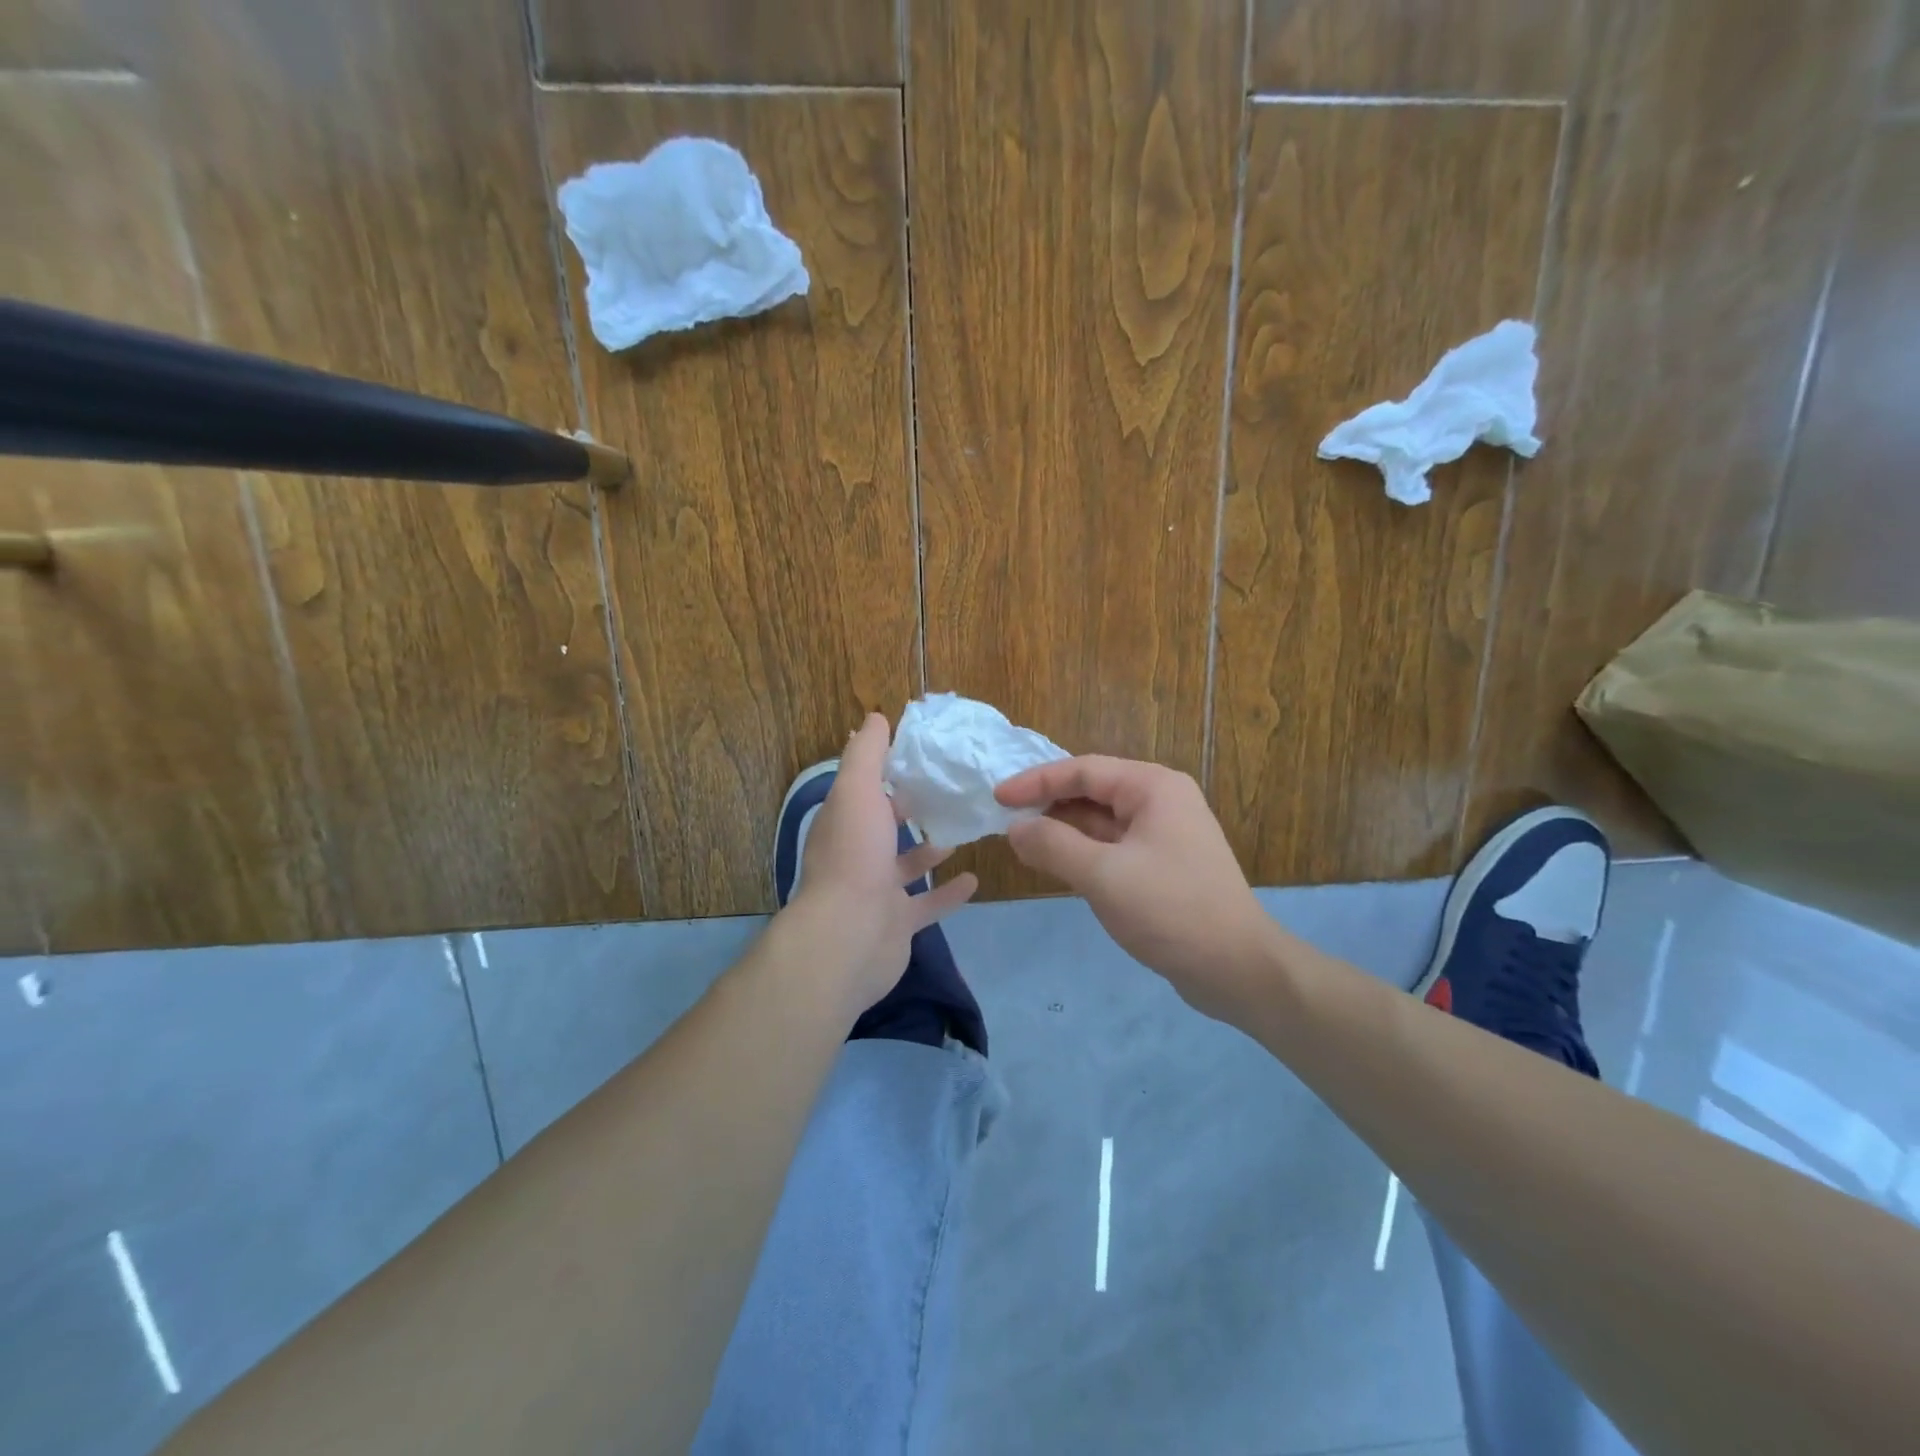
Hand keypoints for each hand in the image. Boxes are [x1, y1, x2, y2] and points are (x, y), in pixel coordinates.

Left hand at [785, 713, 977, 1017]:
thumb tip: (874, 717)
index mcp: (845, 822)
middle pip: (885, 826)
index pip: (865, 789)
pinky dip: (949, 893)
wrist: (849, 936)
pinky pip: (927, 905)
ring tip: (962, 831)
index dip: (887, 770)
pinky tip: (974, 880)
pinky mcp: (898, 924)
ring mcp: (877, 892)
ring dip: (930, 850)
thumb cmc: (855, 856)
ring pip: (906, 865)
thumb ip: (866, 754)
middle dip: (909, 809)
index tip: (921, 755)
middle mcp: (857, 855)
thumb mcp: (857, 790)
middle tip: (949, 791)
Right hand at [996, 757, 1278, 1019]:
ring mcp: (1163, 834)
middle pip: (1092, 791)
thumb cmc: (1171, 910)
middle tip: (1005, 820)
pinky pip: (1112, 847)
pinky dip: (1082, 852)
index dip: (1036, 781)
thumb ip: (1053, 845)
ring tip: (1021, 842)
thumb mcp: (1104, 875)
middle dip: (1048, 804)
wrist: (1237, 968)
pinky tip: (1055, 864)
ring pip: (1101, 821)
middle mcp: (1161, 801)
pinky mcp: (1162, 865)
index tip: (998, 797)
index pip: (1083, 770)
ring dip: (1063, 830)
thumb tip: (1015, 828)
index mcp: (1153, 787)